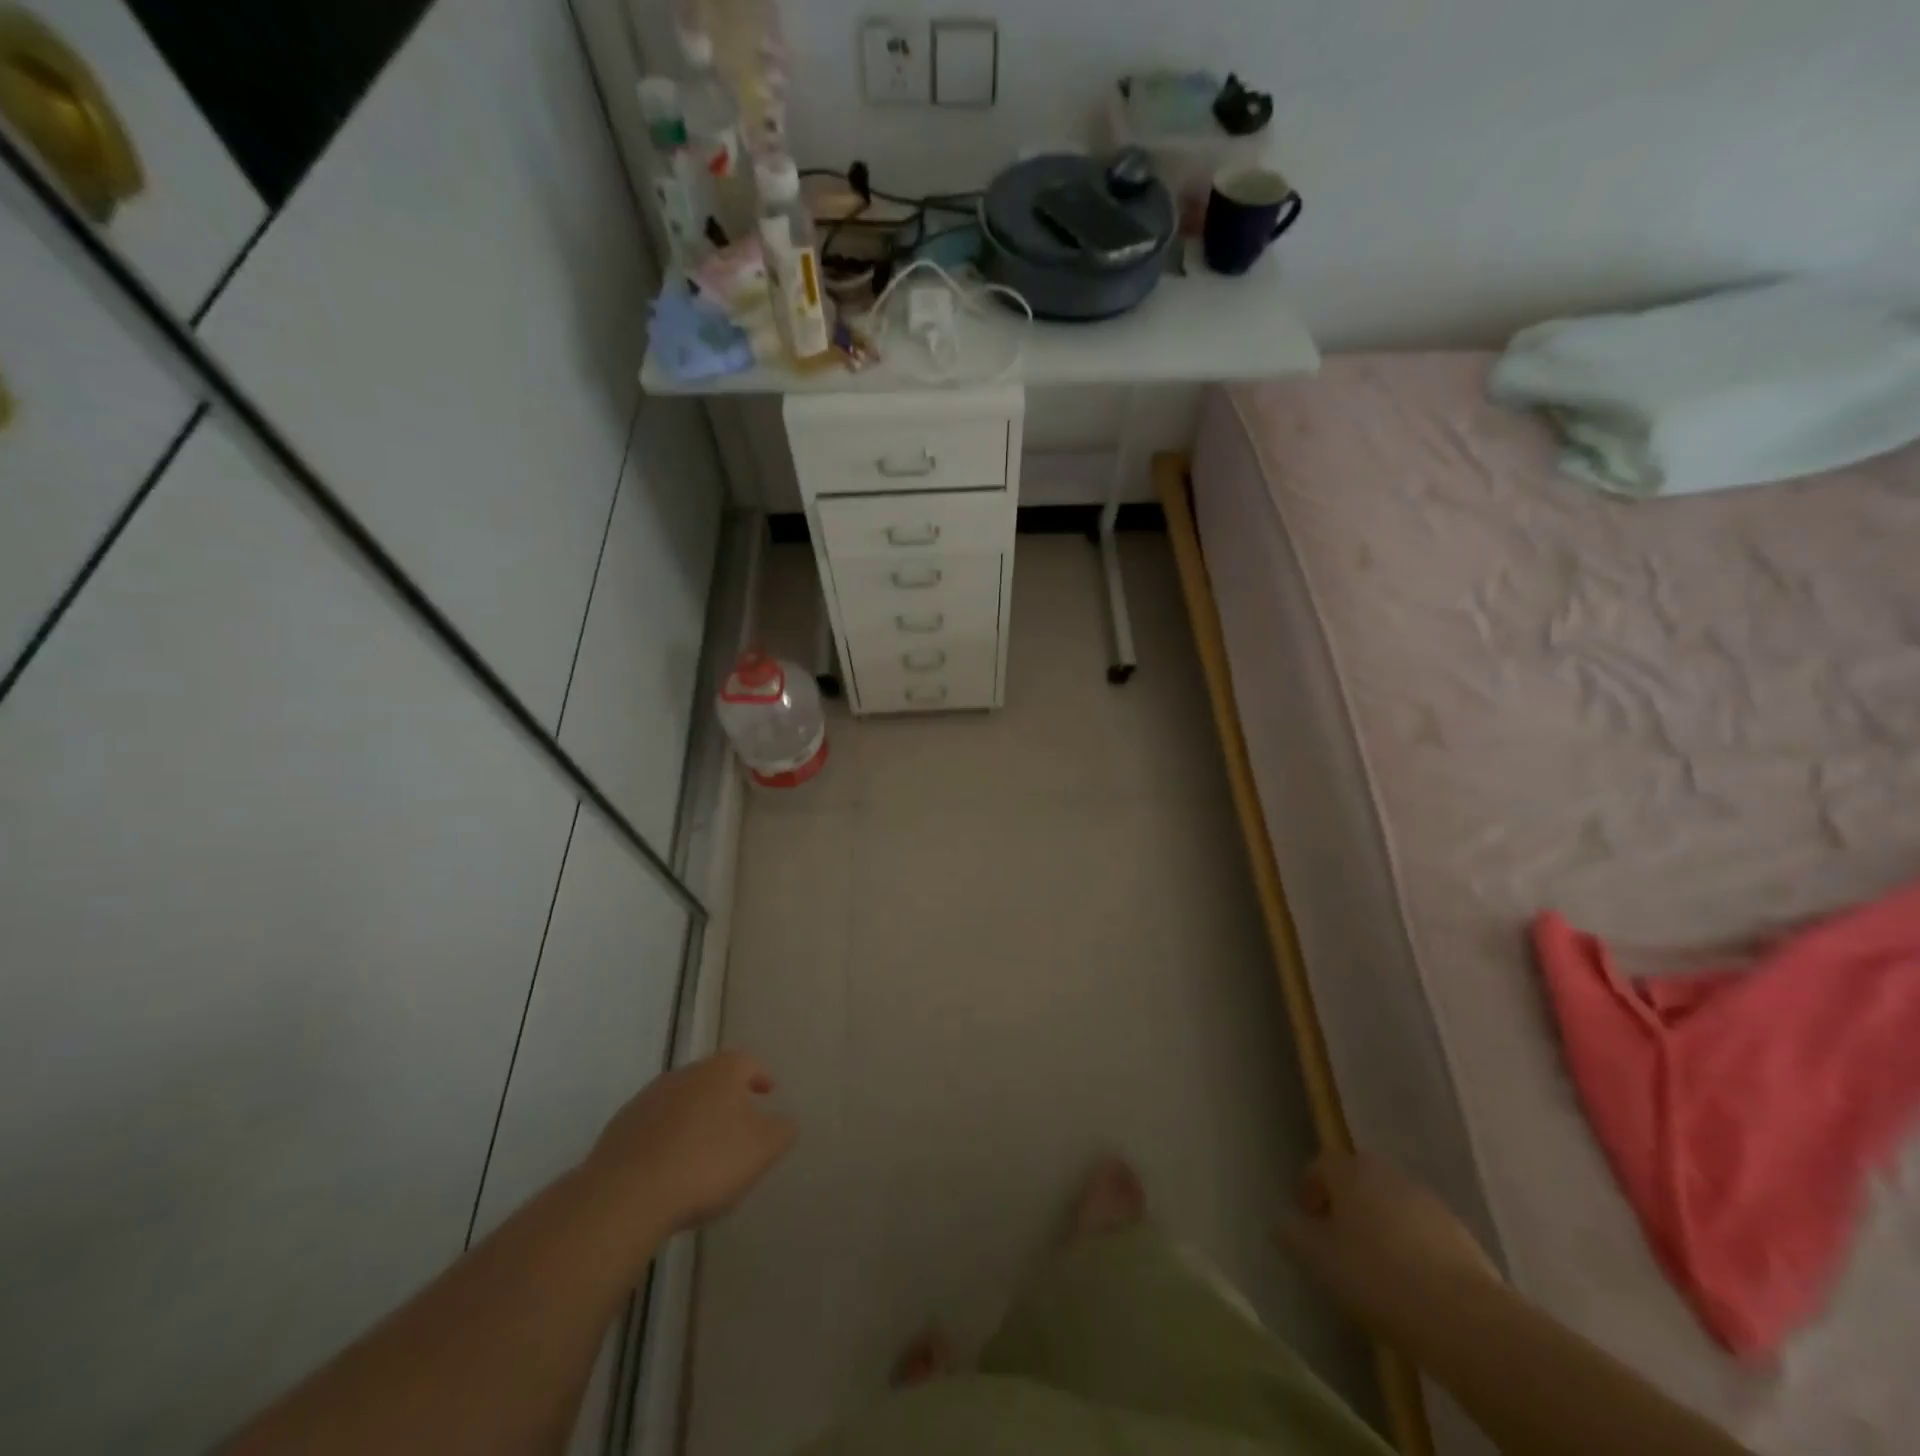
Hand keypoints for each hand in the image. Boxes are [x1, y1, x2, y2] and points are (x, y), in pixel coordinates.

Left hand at [582, 1051, 796, 1240]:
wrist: (625, 1196)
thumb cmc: (706, 1163)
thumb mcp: (762, 1149)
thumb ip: (782, 1130)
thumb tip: (784, 1121)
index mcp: (720, 1071)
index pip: (747, 1061)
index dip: (760, 1076)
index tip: (768, 1093)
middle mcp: (684, 1074)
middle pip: (712, 1079)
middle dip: (727, 1098)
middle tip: (739, 1124)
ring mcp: (647, 1100)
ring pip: (681, 1101)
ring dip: (695, 1118)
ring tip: (704, 1150)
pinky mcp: (620, 1129)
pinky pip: (654, 1127)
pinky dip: (667, 1139)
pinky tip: (670, 1169)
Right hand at [1273, 1151, 1500, 1339]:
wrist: (1464, 1319)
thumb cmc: (1376, 1277)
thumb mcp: (1316, 1259)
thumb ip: (1292, 1235)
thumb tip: (1282, 1223)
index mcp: (1351, 1170)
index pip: (1321, 1165)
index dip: (1309, 1190)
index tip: (1305, 1221)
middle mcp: (1389, 1174)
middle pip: (1358, 1180)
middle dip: (1345, 1204)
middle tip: (1337, 1241)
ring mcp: (1429, 1202)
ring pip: (1392, 1205)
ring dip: (1379, 1225)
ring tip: (1374, 1267)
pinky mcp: (1461, 1236)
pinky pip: (1422, 1232)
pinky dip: (1410, 1247)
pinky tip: (1410, 1285)